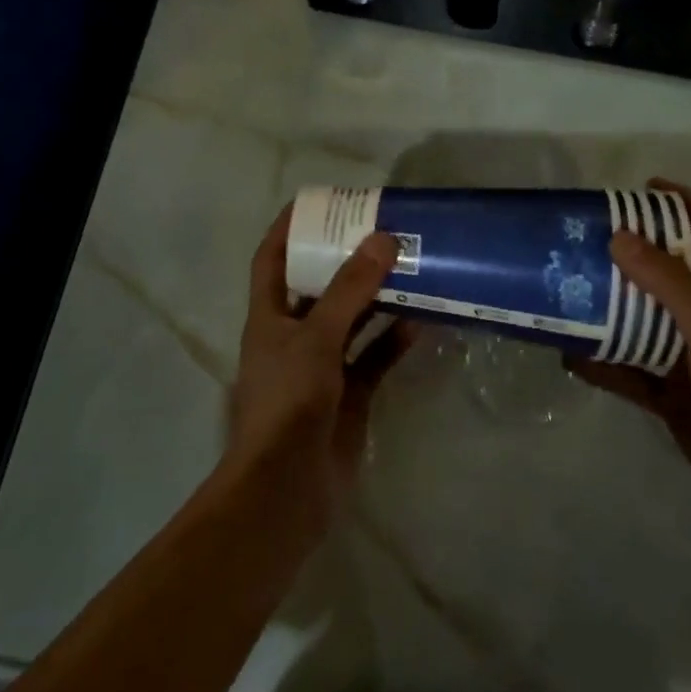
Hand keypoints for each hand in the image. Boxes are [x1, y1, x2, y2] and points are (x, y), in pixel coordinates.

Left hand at [224, 205, 410, 537]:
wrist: (288, 490)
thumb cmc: (288, 401)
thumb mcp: (317, 336)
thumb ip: (350, 289)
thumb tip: (382, 239)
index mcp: (269, 315)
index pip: (272, 258)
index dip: (289, 227)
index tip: (320, 201)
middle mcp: (293, 334)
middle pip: (318, 284)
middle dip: (345, 258)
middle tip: (380, 229)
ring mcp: (322, 366)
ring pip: (351, 319)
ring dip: (376, 296)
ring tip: (409, 265)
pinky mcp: (349, 394)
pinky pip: (374, 355)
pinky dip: (394, 338)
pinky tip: (422, 319)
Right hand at [569, 178, 690, 543]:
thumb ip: (668, 284)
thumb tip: (620, 237)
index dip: (687, 205)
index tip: (647, 188)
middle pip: (669, 275)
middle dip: (634, 252)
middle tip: (590, 238)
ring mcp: (688, 362)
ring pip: (642, 322)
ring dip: (610, 308)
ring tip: (570, 289)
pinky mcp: (671, 397)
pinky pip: (628, 372)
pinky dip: (601, 364)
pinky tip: (569, 357)